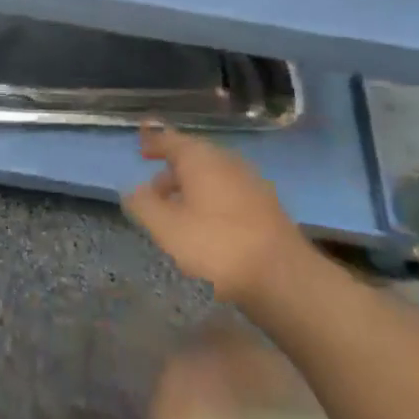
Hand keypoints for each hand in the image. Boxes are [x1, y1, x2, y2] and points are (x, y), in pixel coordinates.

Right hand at [123, 123, 313, 306]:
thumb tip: (134, 189)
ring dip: (192, 188)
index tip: (140, 144)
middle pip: (193, 156)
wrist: (285, 279)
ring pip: (213, 176)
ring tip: (178, 213)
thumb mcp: (166, 228)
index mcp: (200, 158)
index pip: (170, 139)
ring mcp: (251, 183)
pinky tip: (208, 226)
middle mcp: (226, 161)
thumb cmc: (216, 246)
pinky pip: (230, 192)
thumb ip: (143, 205)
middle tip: (153, 190)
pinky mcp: (267, 207)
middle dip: (172, 170)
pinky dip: (212, 200)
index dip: (153, 141)